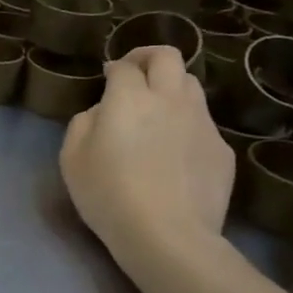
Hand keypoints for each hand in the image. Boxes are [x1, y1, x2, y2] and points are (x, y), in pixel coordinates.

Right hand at [60, 46, 232, 274]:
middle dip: (148, 57)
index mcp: (129, 98)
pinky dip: (186, 124)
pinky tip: (174, 153)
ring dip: (171, 87)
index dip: (114, 67)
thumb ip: (83, 123)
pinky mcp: (221, 149)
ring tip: (157, 111)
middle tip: (135, 73)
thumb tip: (102, 111)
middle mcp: (169, 100)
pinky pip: (203, 123)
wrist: (167, 235)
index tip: (106, 77)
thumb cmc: (108, 195)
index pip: (124, 66)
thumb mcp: (72, 159)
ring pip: (191, 85)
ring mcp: (201, 123)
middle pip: (168, 57)